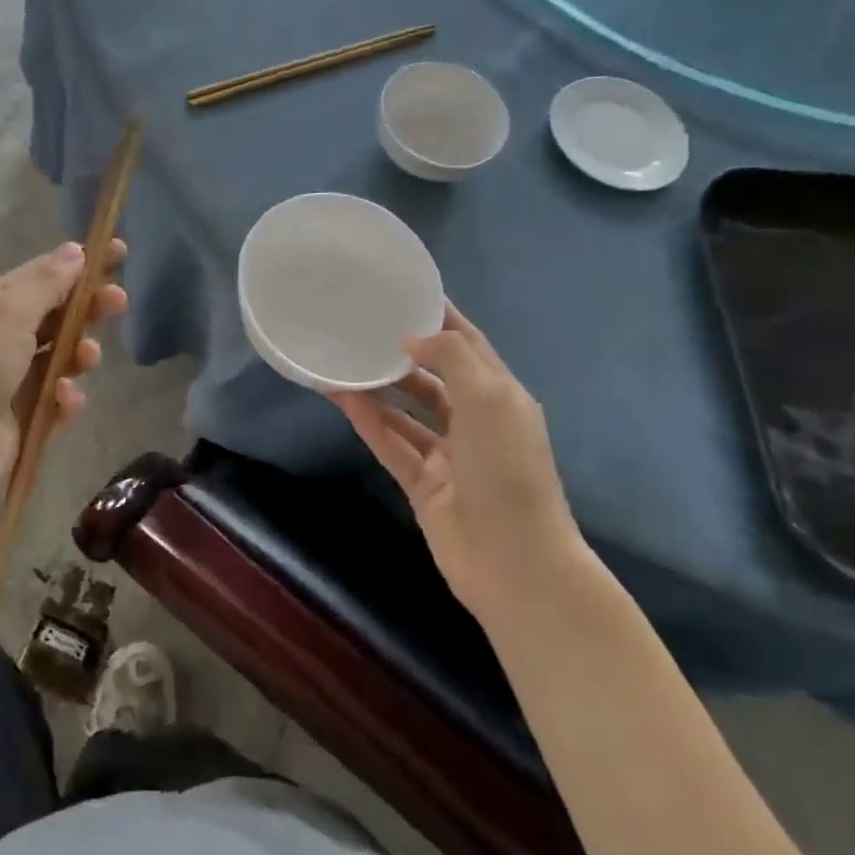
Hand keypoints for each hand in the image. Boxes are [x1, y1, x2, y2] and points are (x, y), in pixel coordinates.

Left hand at [0, 239, 127, 497]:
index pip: (45, 274)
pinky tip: (63, 401)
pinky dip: (66, 399)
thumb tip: (73, 250)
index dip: (82, 263)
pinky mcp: (25, 419)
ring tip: (87, 357)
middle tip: (119, 302)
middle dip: (90, 306)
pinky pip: (58, 401)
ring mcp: (14, 380)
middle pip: (59, 314)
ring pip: (64, 357)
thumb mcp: (7, 316)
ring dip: (81, 353)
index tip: (120, 252)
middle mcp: (3, 338)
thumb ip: (46, 284)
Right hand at [331, 302, 580, 611]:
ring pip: (405, 409)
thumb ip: (451, 357)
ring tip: (341, 356)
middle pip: (434, 375)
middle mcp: (474, 421)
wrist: (514, 564)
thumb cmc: (508, 470)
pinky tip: (339, 395)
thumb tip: (410, 339)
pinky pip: (389, 441)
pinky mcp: (421, 482)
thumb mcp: (490, 399)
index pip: (468, 345)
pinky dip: (366, 419)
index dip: (440, 317)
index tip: (404, 291)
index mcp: (501, 396)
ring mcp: (447, 454)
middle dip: (403, 350)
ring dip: (378, 385)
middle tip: (361, 323)